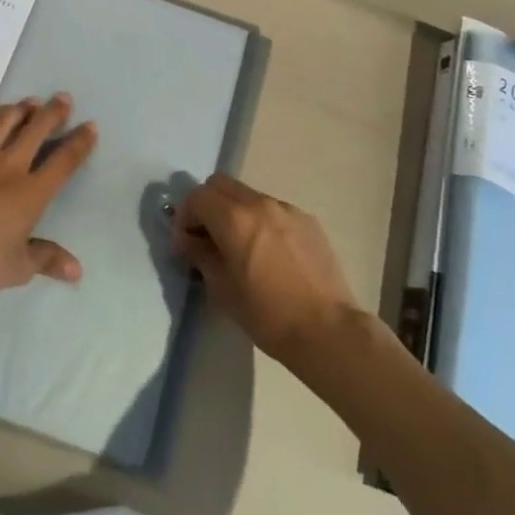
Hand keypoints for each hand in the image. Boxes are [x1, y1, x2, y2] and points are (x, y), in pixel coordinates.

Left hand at [0, 95, 97, 303]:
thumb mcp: (18, 268)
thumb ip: (48, 260)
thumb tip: (78, 271)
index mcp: (32, 193)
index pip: (64, 162)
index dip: (80, 142)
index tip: (90, 126)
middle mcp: (9, 166)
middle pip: (37, 130)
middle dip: (53, 112)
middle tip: (63, 98)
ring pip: (4, 121)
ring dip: (20, 108)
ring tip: (29, 101)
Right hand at [173, 174, 362, 370]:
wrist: (328, 330)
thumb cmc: (268, 315)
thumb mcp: (222, 290)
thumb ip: (201, 256)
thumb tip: (188, 241)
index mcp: (234, 218)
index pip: (197, 196)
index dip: (185, 216)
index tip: (187, 242)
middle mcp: (260, 203)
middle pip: (221, 184)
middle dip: (207, 205)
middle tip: (207, 237)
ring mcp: (287, 209)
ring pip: (248, 195)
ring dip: (235, 211)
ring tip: (240, 246)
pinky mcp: (308, 220)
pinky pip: (274, 209)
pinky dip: (261, 221)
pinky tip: (269, 253)